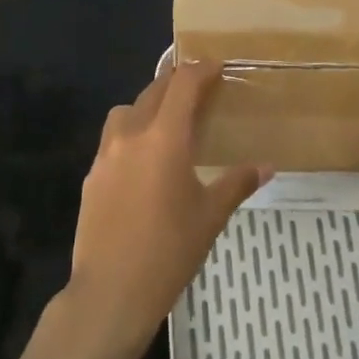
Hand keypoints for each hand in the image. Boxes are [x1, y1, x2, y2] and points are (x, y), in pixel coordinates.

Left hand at [62, 61, 265, 358]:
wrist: (110, 292)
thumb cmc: (169, 252)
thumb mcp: (210, 217)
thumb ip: (237, 183)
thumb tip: (267, 166)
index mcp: (165, 138)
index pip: (183, 85)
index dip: (201, 69)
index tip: (217, 66)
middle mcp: (131, 135)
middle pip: (154, 91)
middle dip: (176, 83)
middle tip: (198, 89)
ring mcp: (106, 154)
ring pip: (127, 111)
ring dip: (148, 106)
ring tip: (167, 123)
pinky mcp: (91, 175)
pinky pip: (112, 139)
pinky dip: (130, 134)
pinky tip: (143, 162)